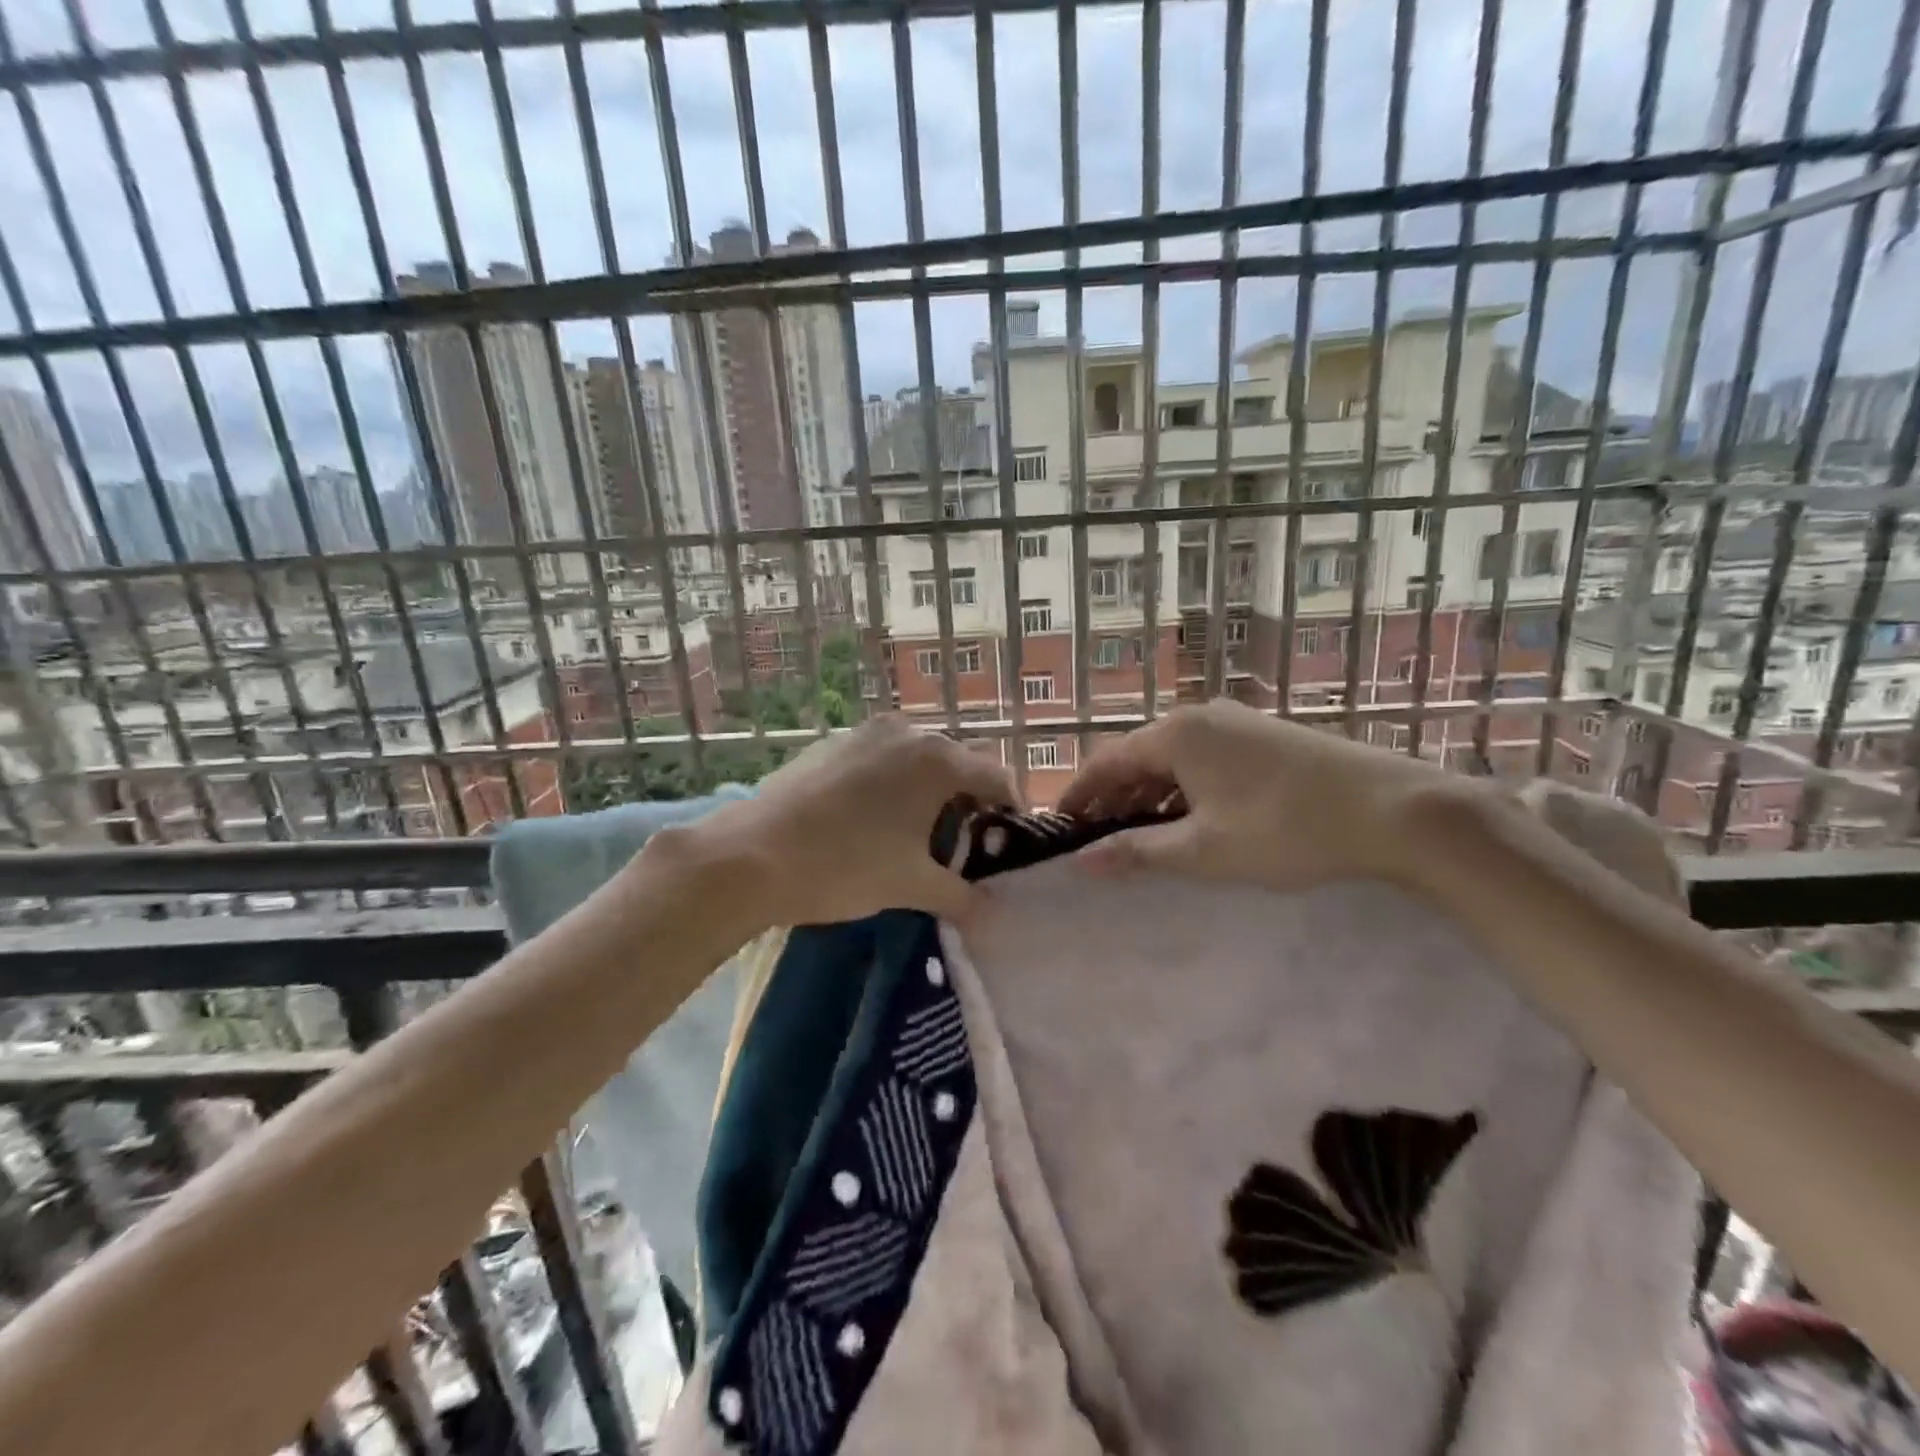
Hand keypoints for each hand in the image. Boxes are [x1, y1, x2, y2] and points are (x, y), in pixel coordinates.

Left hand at [688, 716, 1018, 926]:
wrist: (750, 855)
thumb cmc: (845, 866)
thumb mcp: (911, 886)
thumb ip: (962, 897)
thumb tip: (994, 914)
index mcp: (937, 759)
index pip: (997, 776)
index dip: (1010, 810)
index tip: (1007, 843)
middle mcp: (907, 732)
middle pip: (958, 763)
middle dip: (969, 800)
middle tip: (962, 845)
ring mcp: (866, 733)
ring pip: (918, 758)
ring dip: (929, 790)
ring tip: (916, 834)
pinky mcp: (833, 743)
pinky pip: (881, 758)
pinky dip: (893, 782)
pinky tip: (871, 819)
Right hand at [1058, 699, 1469, 891]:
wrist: (1393, 809)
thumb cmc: (1285, 829)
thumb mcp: (1204, 850)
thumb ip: (1138, 851)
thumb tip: (1082, 862)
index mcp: (1176, 735)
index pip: (1106, 762)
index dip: (1079, 795)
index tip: (1060, 827)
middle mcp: (1199, 717)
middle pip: (1138, 756)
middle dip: (1114, 797)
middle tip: (1099, 840)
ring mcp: (1236, 722)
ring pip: (1173, 758)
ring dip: (1149, 794)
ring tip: (1140, 836)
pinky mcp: (1263, 737)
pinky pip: (1204, 758)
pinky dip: (1184, 788)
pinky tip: (1191, 819)